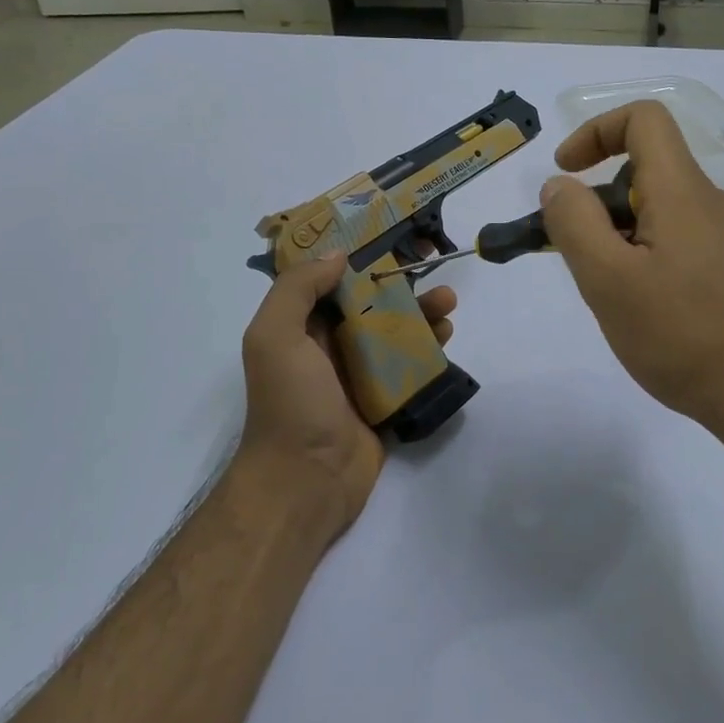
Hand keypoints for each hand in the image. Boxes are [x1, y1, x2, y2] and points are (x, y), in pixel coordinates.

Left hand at [235, 251, 458, 541]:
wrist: (307, 481)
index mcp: (300, 330)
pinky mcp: (384, 402)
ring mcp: (359, 377)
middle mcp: (328, 348)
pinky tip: (446, 339)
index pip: (331, 284)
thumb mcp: (274, 337)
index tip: (392, 242)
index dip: (360, 261)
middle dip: (401, 288)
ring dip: (421, 316)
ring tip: (448, 306)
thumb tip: (337, 256)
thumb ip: (297, 290)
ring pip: (395, 335)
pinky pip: (409, 369)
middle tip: (433, 273)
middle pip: (370, 307)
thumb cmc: (290, 403)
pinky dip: (428, 352)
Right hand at [539, 101, 723, 441]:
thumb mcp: (608, 280)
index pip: (644, 119)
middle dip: (599, 203)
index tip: (565, 174)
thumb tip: (559, 185)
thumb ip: (574, 223)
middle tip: (577, 259)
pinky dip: (647, 256)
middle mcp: (713, 202)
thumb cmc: (681, 336)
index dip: (596, 131)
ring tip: (610, 295)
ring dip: (621, 235)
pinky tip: (645, 310)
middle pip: (647, 171)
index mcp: (683, 191)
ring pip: (662, 211)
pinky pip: (681, 241)